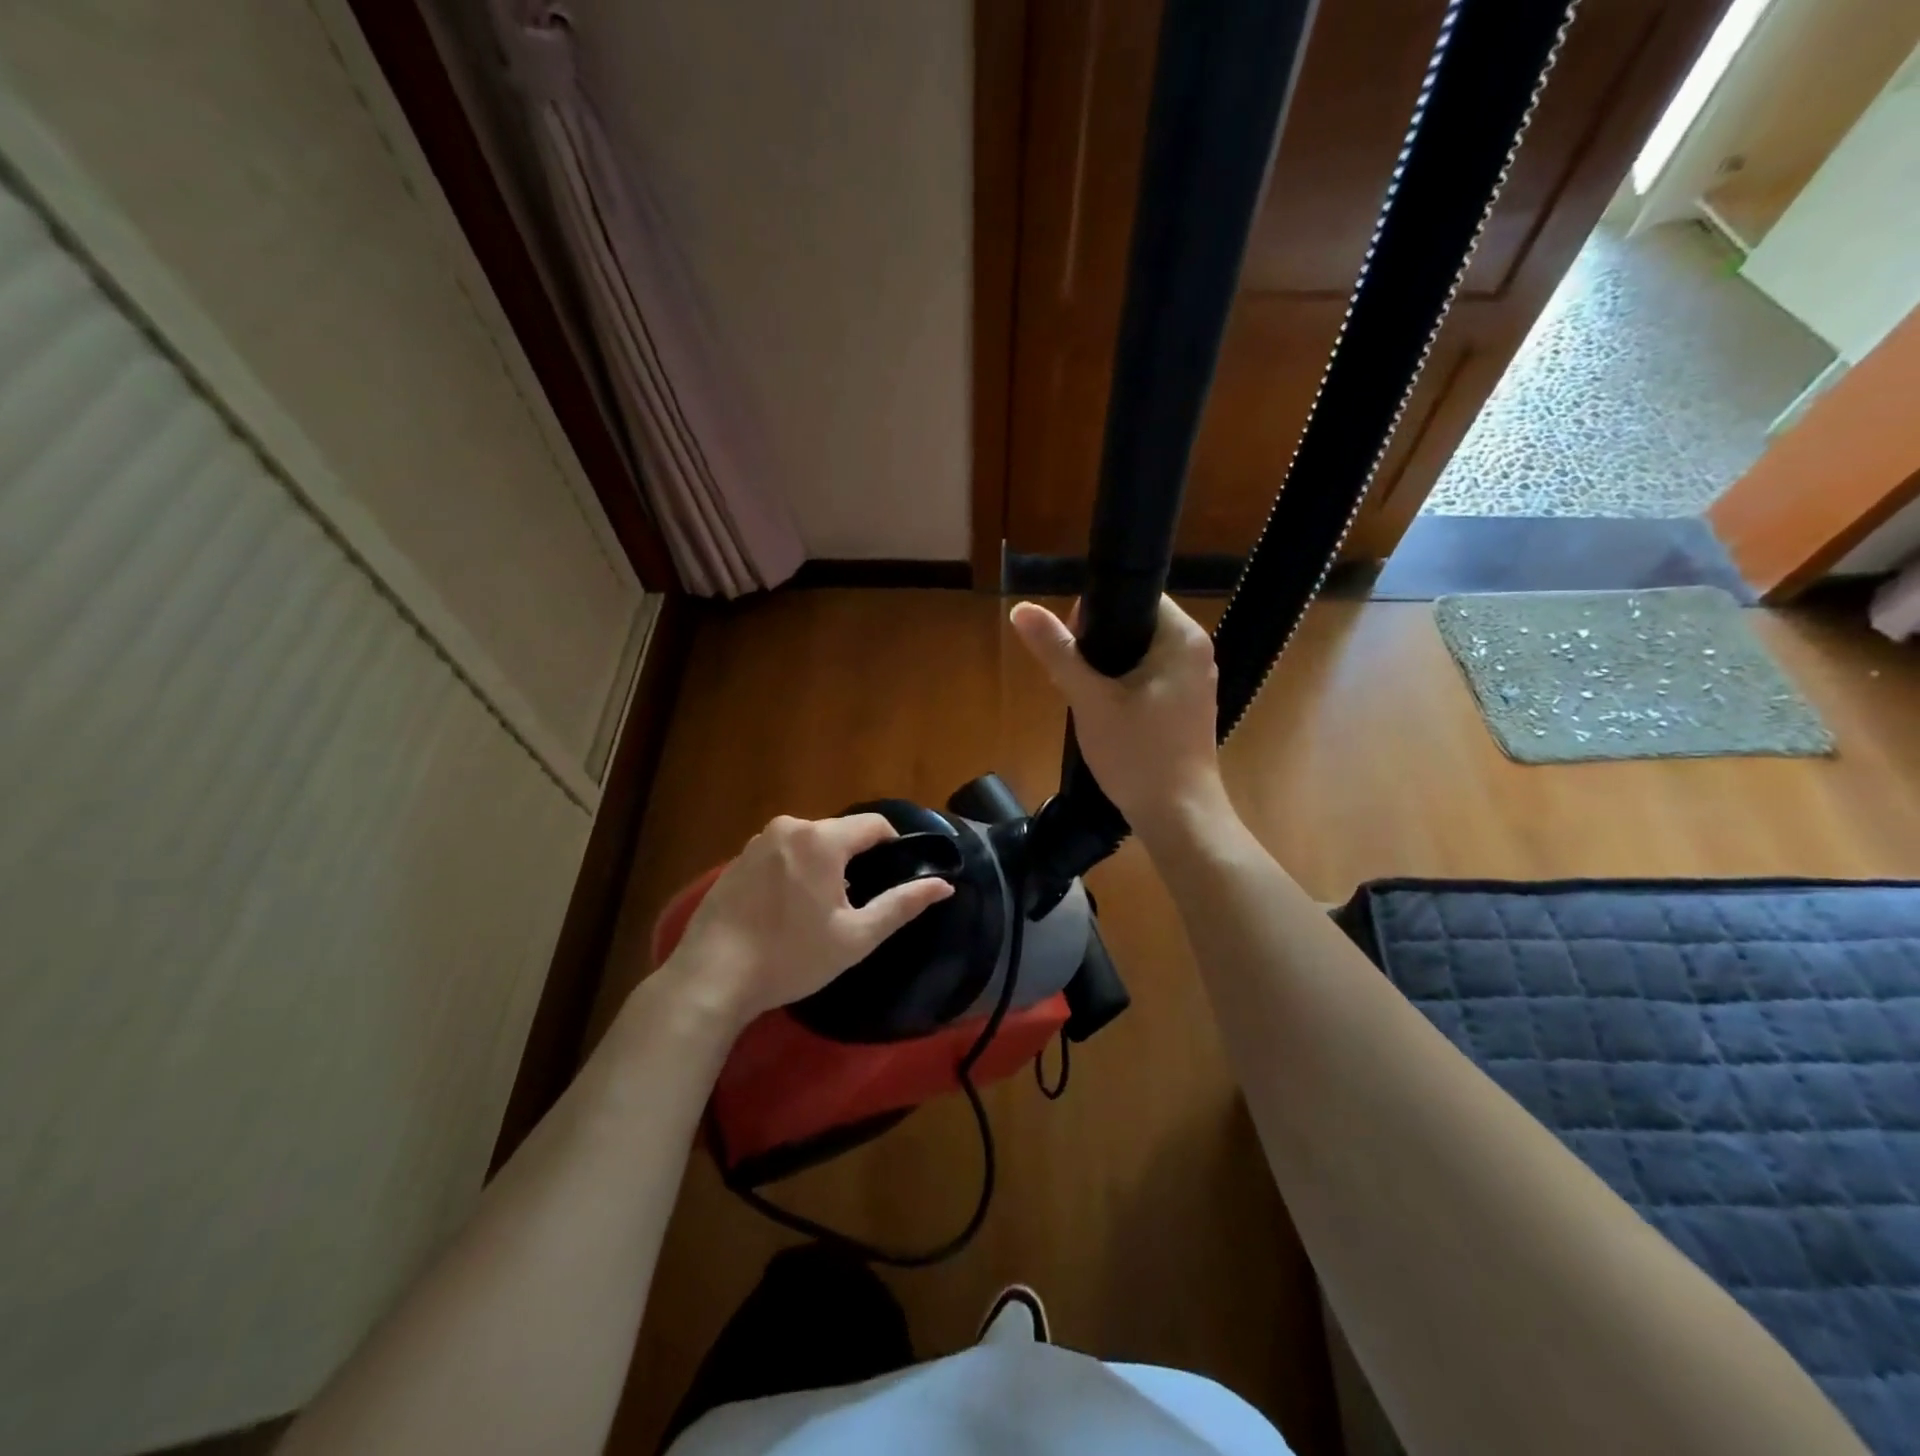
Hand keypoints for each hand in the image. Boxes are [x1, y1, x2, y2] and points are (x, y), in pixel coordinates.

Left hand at [663, 813, 953, 1029]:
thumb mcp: (855, 937)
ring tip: (816, 913)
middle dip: (853, 862)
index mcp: (821, 839)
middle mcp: (789, 828)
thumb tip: (944, 885)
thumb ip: (902, 905)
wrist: (711, 977)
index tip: (895, 878)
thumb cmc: (791, 957)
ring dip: (821, 868)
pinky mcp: (736, 860)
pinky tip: (784, 912)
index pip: (874, 825)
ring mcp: (757, 842)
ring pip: (808, 844)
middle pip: (839, 834)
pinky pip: (780, 855)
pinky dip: (792, 873)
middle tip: (853, 907)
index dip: (893, 847)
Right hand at [1010, 595, 1228, 840]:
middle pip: (1136, 625)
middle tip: (1072, 679)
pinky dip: (1124, 688)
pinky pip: (1150, 680)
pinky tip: (1106, 715)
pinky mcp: (1188, 708)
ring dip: (1107, 670)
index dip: (1095, 612)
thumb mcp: (1089, 700)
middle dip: (1097, 646)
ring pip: (1140, 655)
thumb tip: (1022, 609)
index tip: (1070, 647)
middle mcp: (1197, 652)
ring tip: (1084, 698)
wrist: (1178, 817)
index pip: (1137, 597)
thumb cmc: (1137, 754)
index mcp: (1183, 637)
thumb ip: (1057, 652)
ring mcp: (1195, 682)